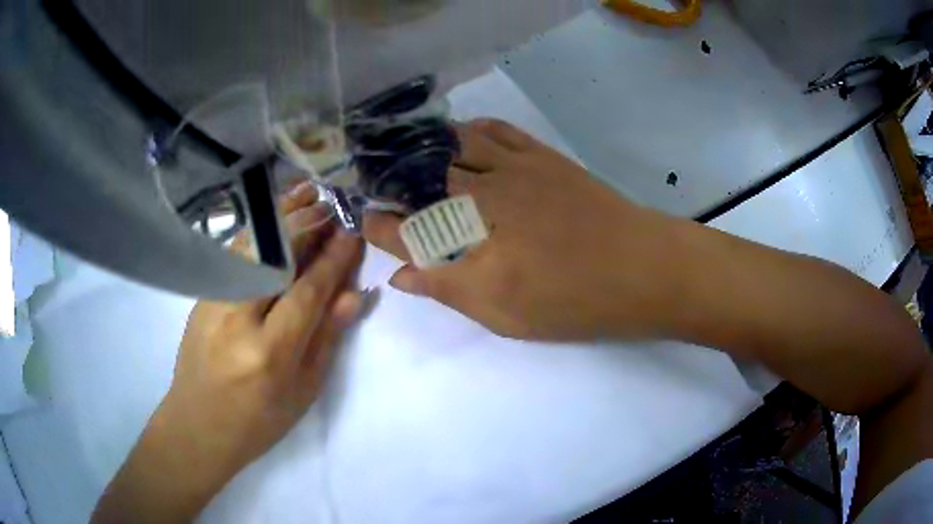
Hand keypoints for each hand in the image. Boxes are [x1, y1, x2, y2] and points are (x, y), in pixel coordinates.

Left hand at [93, 183, 363, 522]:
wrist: (198, 426)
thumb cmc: (258, 421)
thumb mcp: (303, 392)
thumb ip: (326, 339)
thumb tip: (353, 294)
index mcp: (270, 353)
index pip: (307, 291)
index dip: (333, 259)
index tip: (352, 234)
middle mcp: (238, 319)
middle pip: (276, 258)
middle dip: (307, 226)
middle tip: (333, 205)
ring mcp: (213, 302)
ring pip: (250, 246)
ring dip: (281, 216)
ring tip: (306, 193)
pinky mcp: (200, 296)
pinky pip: (232, 254)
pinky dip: (256, 229)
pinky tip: (273, 216)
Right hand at [364, 119, 680, 340]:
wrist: (642, 268)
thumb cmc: (574, 302)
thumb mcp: (506, 314)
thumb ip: (449, 290)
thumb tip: (401, 275)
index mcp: (473, 244)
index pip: (408, 230)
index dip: (380, 226)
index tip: (364, 221)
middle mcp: (484, 198)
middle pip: (422, 180)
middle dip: (391, 181)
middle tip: (374, 182)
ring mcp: (514, 169)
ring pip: (452, 145)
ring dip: (423, 148)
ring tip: (403, 153)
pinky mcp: (541, 156)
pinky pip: (496, 130)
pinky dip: (469, 129)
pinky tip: (457, 134)